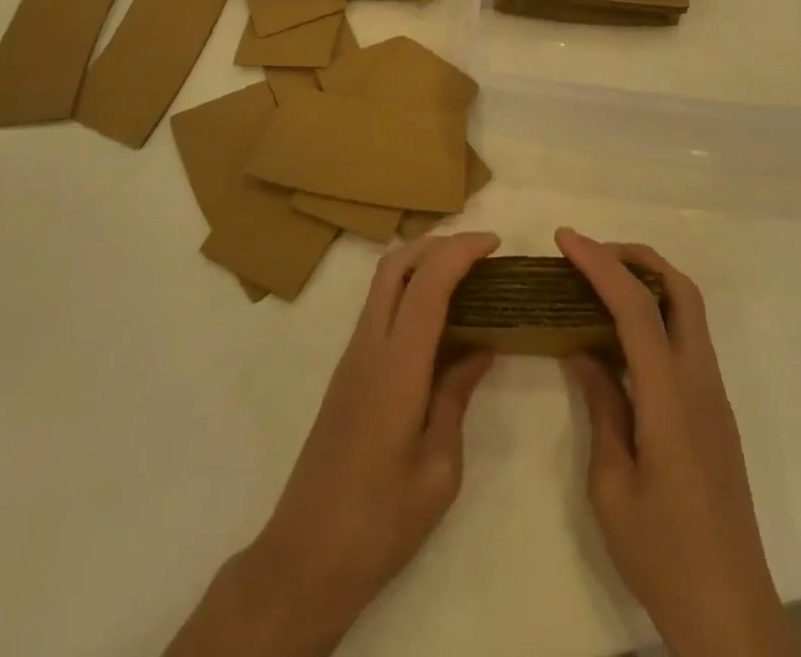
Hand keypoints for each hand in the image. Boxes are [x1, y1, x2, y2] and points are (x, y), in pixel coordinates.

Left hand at [167, 232, 499, 656]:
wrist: (305, 558)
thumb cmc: (380, 521)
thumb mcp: (439, 468)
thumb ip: (456, 397)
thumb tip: (479, 350)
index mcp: (397, 366)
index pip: (428, 282)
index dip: (461, 251)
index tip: (495, 245)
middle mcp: (369, 346)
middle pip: (396, 264)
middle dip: (438, 243)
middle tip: (479, 252)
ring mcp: (352, 356)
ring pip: (383, 282)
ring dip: (421, 263)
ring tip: (464, 276)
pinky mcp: (347, 372)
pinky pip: (379, 309)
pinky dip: (409, 292)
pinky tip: (438, 320)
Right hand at [558, 227, 793, 656]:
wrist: (731, 614)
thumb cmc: (663, 554)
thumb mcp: (611, 486)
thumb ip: (601, 407)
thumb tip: (584, 351)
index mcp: (671, 397)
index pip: (636, 306)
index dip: (599, 264)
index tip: (565, 239)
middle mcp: (700, 382)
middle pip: (679, 289)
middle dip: (635, 256)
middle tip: (588, 253)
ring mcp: (713, 395)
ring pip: (688, 310)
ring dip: (648, 281)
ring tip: (599, 282)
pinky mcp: (714, 412)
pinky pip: (687, 339)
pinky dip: (656, 313)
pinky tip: (621, 334)